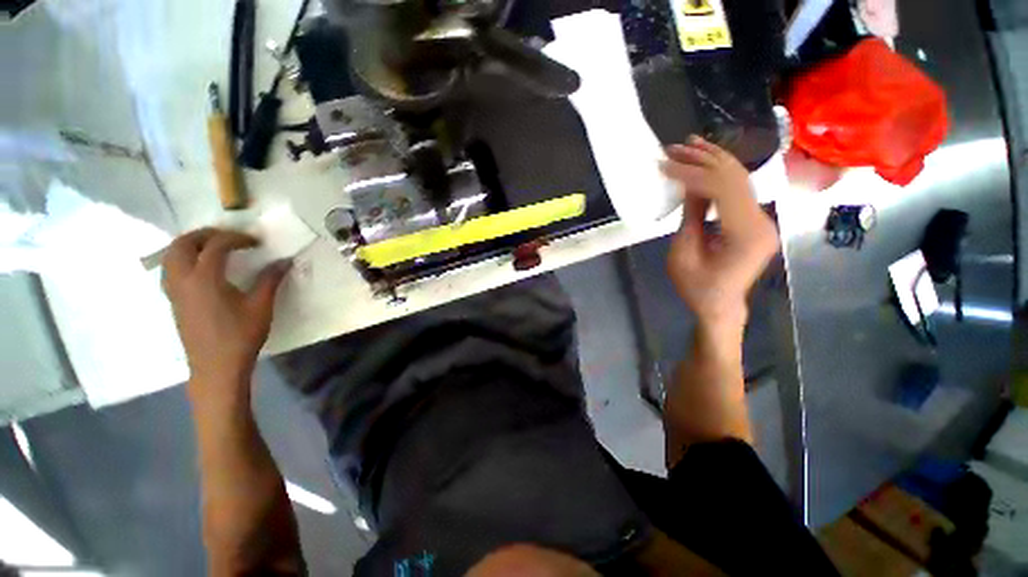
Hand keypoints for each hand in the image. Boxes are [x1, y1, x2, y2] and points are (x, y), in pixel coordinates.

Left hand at [162, 228, 290, 398]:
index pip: (216, 245)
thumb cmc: (241, 336)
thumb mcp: (261, 306)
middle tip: (230, 237)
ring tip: (214, 247)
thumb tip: (285, 261)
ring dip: (190, 244)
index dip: (237, 238)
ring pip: (171, 255)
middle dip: (207, 234)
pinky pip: (170, 268)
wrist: (216, 367)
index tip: (257, 242)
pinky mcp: (173, 300)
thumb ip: (271, 279)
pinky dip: (183, 258)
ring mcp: (174, 290)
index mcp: (205, 279)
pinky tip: (201, 267)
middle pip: (184, 244)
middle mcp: (183, 279)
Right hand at [660, 136, 778, 329]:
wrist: (721, 306)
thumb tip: (689, 183)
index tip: (665, 165)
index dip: (692, 173)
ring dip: (714, 159)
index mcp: (746, 234)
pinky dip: (721, 173)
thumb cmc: (697, 288)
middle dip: (703, 159)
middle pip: (735, 178)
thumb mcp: (684, 253)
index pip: (722, 189)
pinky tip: (706, 161)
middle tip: (675, 147)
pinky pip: (739, 189)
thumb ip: (691, 216)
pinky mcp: (756, 220)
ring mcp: (762, 219)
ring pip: (741, 178)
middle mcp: (762, 220)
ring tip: (690, 144)